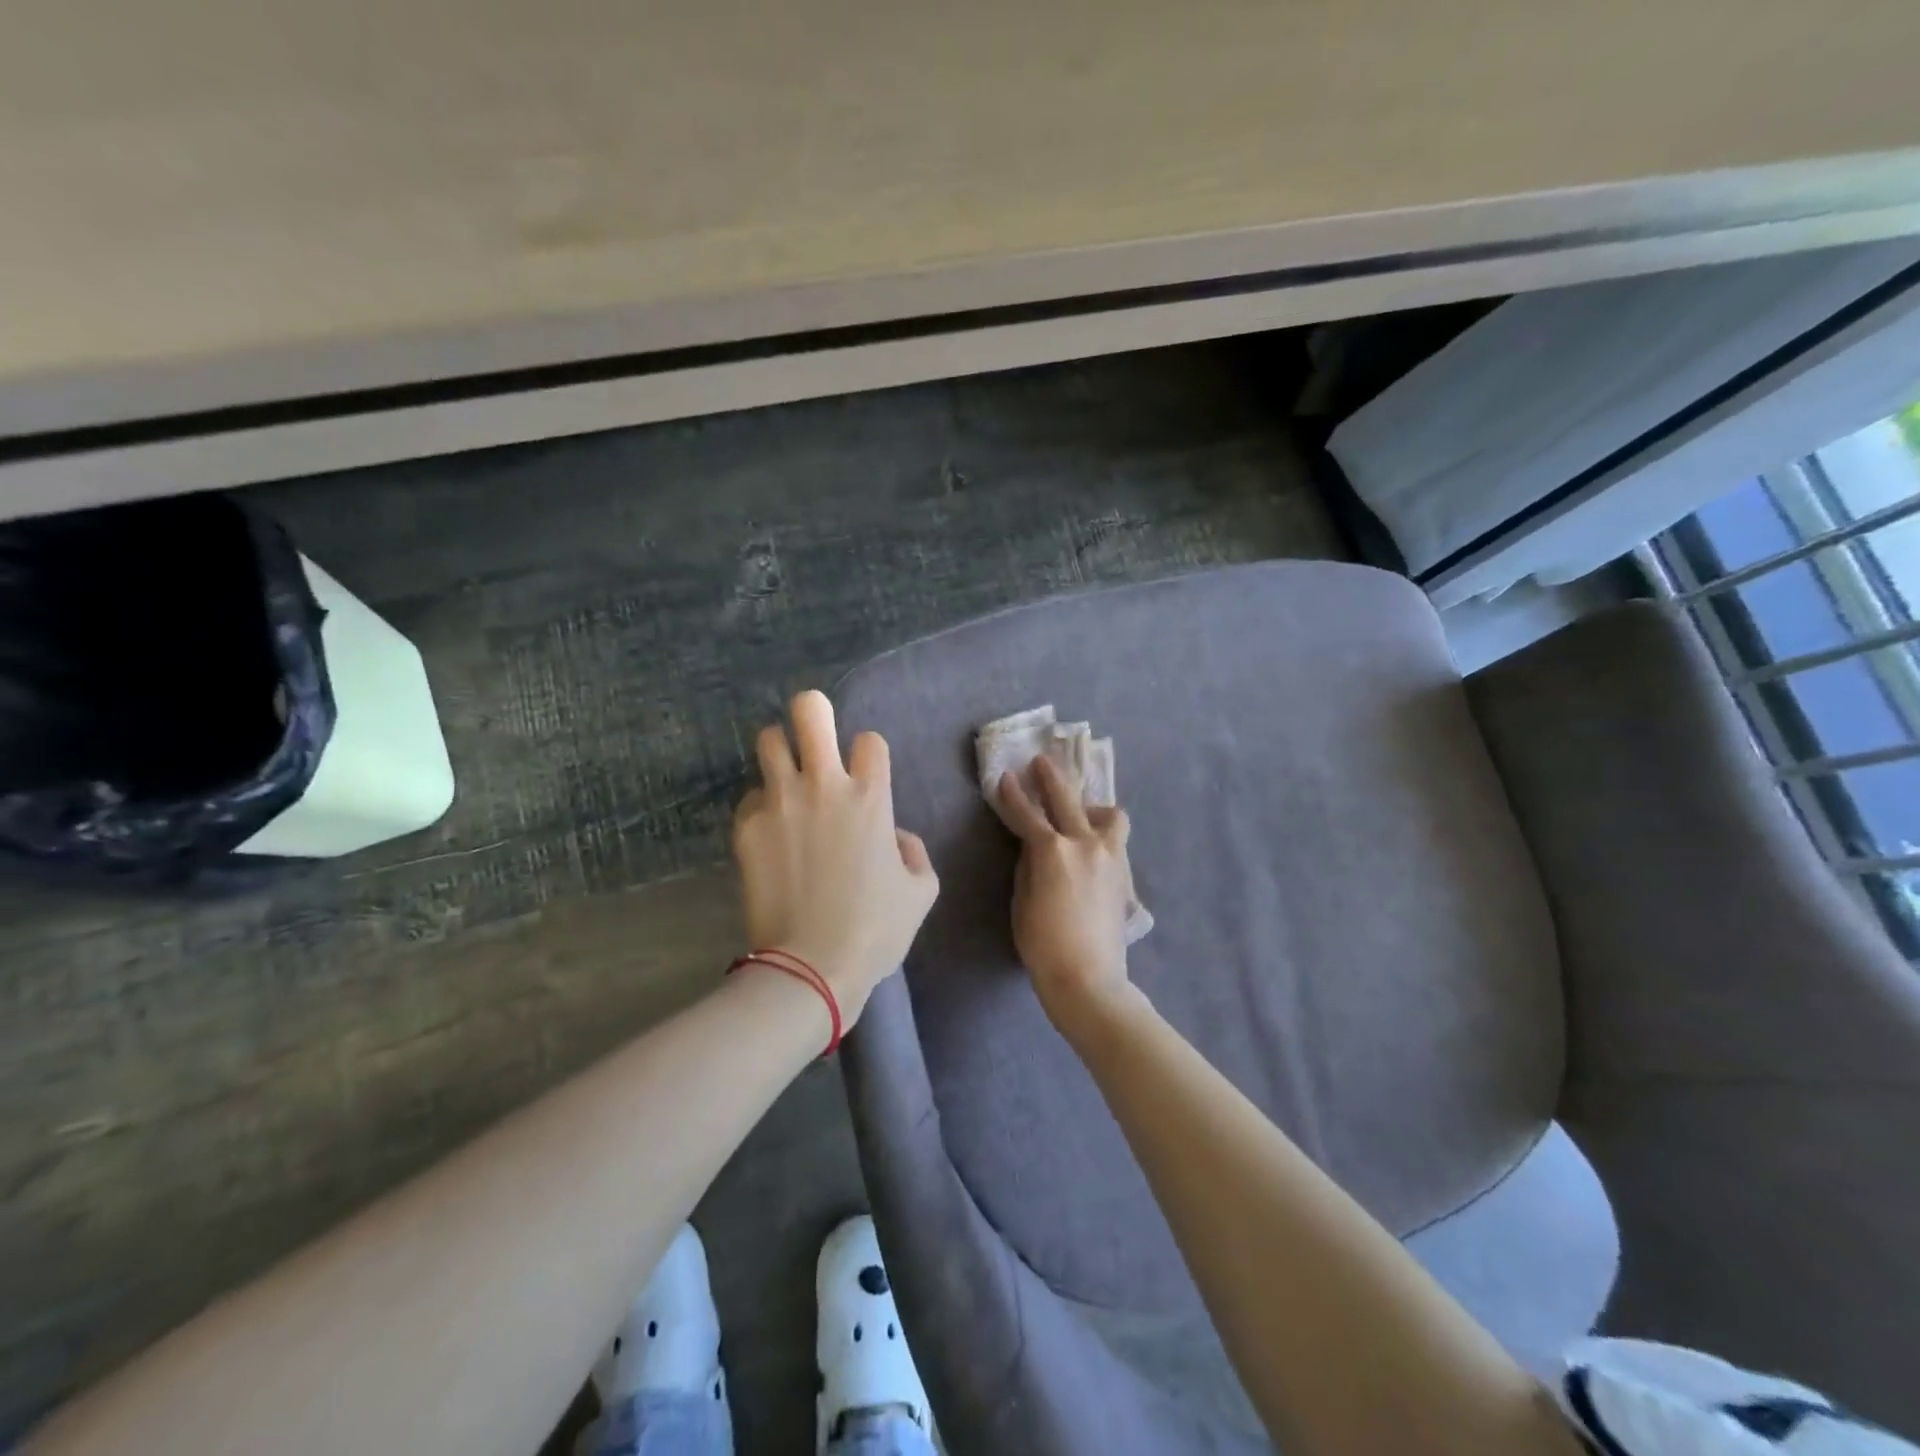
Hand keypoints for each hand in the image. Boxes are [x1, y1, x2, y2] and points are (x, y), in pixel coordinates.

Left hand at [732, 691, 939, 1022]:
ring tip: (786, 776)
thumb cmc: (875, 930)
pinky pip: (751, 797)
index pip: (869, 740)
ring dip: (781, 751)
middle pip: (810, 711)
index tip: (866, 777)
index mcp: (870, 796)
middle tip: (815, 736)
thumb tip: (893, 836)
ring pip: (768, 740)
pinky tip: (771, 833)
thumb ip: (913, 852)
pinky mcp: (746, 827)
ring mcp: (779, 803)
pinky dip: (763, 806)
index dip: (869, 755)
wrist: (812, 967)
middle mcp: (822, 786)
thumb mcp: (921, 892)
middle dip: (814, 713)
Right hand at [996, 756, 1140, 1034]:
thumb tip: (1034, 846)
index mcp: (1052, 850)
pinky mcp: (1124, 873)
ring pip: (1109, 815)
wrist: (1089, 979)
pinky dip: (1104, 834)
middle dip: (1050, 778)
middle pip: (1067, 799)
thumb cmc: (1043, 945)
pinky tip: (1092, 847)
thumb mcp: (1022, 901)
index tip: (1005, 778)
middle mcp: (1085, 843)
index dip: (1012, 795)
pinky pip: (1116, 839)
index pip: (1027, 814)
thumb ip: (1028, 865)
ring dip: (1092, 808)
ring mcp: (1111, 856)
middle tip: (1040, 763)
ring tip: (1081, 814)